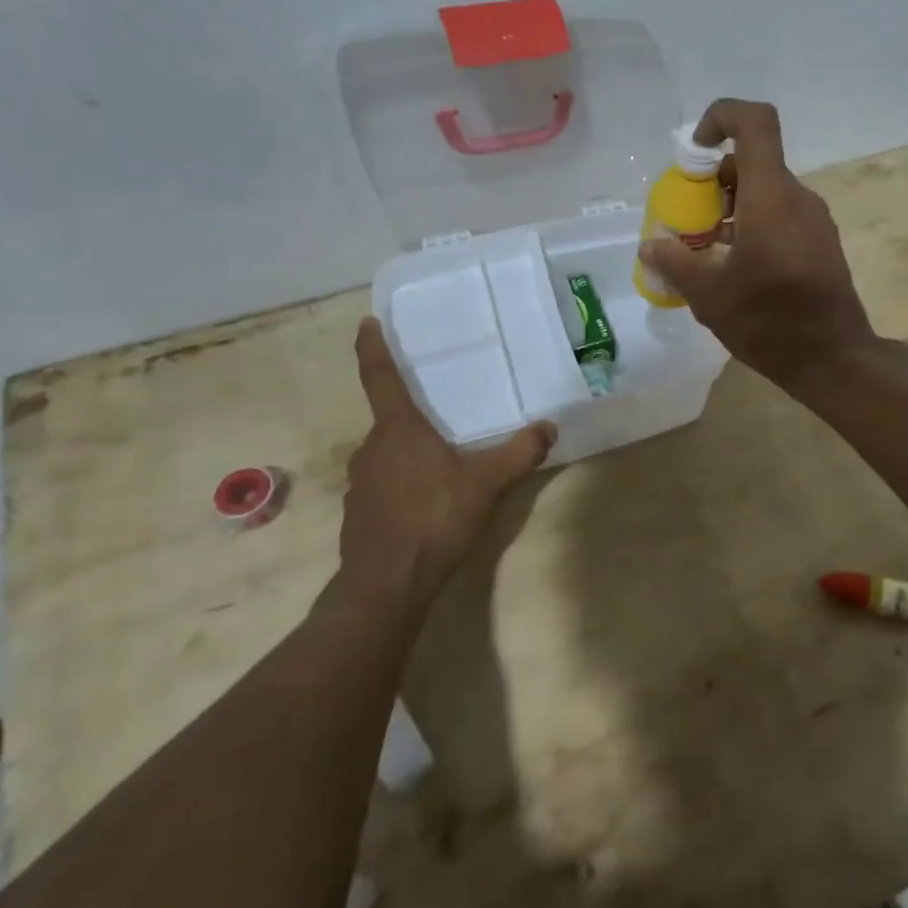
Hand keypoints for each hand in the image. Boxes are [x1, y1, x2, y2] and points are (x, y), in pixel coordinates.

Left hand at [329, 318, 554, 616]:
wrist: (386, 584)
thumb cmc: (434, 519)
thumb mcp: (487, 483)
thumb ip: (520, 453)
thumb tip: (549, 427)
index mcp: (398, 430)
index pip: (380, 377)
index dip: (372, 348)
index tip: (366, 323)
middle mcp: (371, 448)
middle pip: (390, 421)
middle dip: (412, 417)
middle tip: (441, 417)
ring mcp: (359, 483)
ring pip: (386, 456)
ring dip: (409, 455)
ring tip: (440, 465)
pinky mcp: (358, 514)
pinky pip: (382, 486)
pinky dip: (401, 486)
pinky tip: (426, 504)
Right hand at [637, 99, 877, 389]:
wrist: (834, 360)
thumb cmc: (770, 323)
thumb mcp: (709, 296)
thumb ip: (675, 263)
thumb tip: (650, 246)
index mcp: (771, 198)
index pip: (755, 123)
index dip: (721, 117)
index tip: (695, 151)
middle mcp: (797, 198)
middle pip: (754, 161)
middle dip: (714, 180)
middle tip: (690, 218)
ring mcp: (814, 220)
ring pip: (767, 190)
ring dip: (732, 206)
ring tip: (707, 248)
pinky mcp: (821, 242)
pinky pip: (782, 214)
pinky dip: (753, 223)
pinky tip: (736, 265)